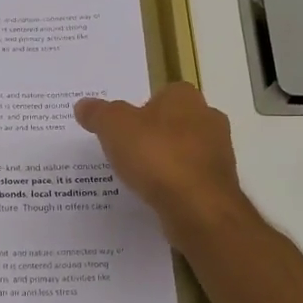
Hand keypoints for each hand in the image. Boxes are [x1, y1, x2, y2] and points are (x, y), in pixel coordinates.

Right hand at [74, 83, 248, 244]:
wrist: (198, 208)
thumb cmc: (157, 156)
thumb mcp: (114, 127)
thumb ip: (98, 114)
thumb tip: (83, 105)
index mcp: (185, 98)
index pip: (162, 94)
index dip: (141, 109)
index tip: (122, 127)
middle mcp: (208, 119)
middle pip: (174, 123)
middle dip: (154, 135)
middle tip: (126, 151)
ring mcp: (218, 154)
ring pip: (185, 152)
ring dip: (165, 161)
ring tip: (138, 177)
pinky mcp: (219, 185)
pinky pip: (190, 179)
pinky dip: (174, 185)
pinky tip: (156, 196)